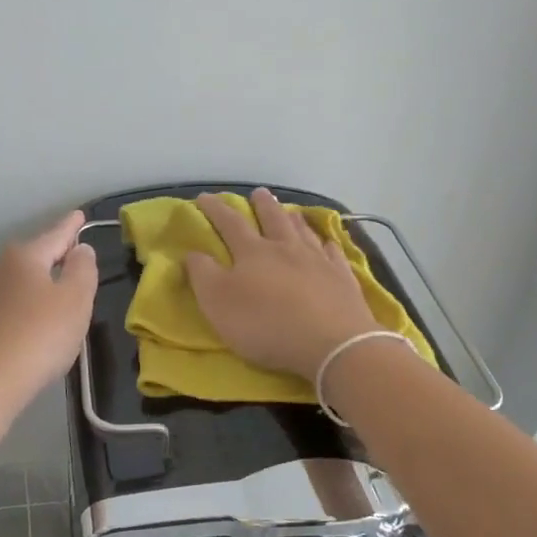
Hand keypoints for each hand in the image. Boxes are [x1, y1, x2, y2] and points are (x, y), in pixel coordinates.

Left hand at [0, 209, 98, 418]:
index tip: (79, 215)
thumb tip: (80, 249)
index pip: (56, 234)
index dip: (71, 226)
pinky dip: (30, 301)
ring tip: (61, 288)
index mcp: (25, 256)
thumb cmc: (40, 336)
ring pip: (23, 278)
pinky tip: (38, 317)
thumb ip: (83, 269)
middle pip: (36, 254)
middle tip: (77, 256)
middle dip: (56, 253)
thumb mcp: (75, 300)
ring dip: (42, 280)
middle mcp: (1, 268)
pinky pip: (13, 300)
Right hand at [185, 187, 378, 379]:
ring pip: (303, 232)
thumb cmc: (265, 324)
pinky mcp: (342, 278)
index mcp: (253, 252)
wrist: (330, 343)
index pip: (229, 223)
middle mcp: (286, 248)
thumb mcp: (218, 303)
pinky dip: (327, 245)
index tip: (204, 197)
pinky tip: (328, 243)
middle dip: (262, 205)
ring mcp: (318, 261)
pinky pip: (334, 254)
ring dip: (294, 219)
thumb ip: (202, 274)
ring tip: (290, 212)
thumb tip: (193, 252)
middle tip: (259, 193)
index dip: (215, 209)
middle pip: (273, 219)